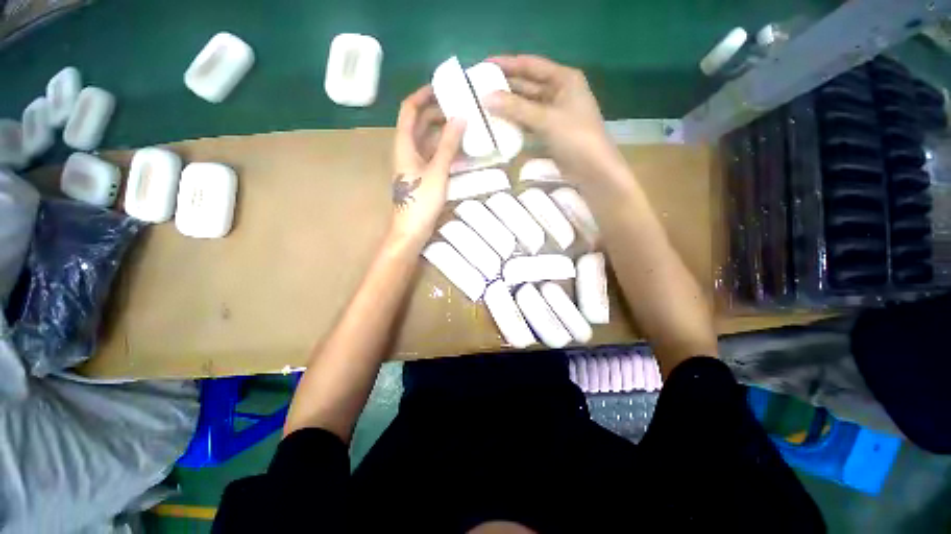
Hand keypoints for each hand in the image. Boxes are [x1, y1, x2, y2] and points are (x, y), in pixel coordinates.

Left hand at [390, 86, 465, 246]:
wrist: (411, 231)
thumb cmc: (421, 202)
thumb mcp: (437, 172)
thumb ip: (448, 145)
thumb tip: (460, 117)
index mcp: (404, 145)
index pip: (409, 110)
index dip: (423, 95)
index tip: (442, 87)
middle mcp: (406, 151)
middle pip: (419, 124)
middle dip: (437, 112)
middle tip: (460, 107)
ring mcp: (414, 165)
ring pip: (427, 140)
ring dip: (443, 131)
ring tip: (464, 125)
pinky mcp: (421, 177)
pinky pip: (433, 156)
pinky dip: (445, 150)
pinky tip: (460, 151)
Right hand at [484, 55, 621, 180]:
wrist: (592, 170)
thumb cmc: (575, 137)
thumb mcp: (546, 119)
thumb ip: (516, 108)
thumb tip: (486, 98)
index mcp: (564, 79)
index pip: (531, 65)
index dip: (507, 63)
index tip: (483, 65)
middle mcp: (559, 92)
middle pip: (528, 85)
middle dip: (505, 87)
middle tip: (480, 89)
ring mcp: (555, 114)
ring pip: (527, 106)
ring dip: (509, 107)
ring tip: (485, 107)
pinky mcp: (550, 132)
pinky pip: (529, 123)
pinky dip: (516, 124)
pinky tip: (500, 126)